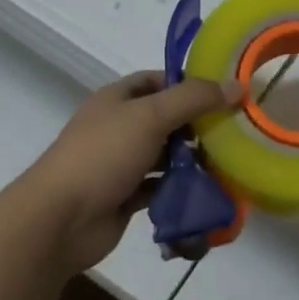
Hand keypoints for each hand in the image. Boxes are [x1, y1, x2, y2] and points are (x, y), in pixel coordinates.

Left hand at [21, 71, 242, 275]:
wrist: (61, 218)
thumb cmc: (103, 154)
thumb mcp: (150, 116)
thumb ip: (194, 99)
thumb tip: (237, 85)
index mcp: (117, 98)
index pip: (157, 81)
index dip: (188, 84)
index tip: (223, 94)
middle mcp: (118, 127)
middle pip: (165, 120)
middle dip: (196, 126)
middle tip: (233, 134)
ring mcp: (120, 164)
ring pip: (164, 156)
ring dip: (191, 161)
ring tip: (227, 166)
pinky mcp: (125, 197)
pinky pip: (160, 188)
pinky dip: (179, 190)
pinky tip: (205, 194)